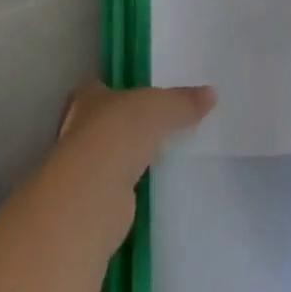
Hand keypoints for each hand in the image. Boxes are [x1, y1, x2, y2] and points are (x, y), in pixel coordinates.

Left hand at [57, 81, 215, 185]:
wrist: (96, 191)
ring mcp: (82, 168)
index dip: (120, 92)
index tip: (140, 99)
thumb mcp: (159, 107)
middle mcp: (78, 129)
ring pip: (107, 157)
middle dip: (124, 128)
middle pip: (103, 123)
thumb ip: (182, 102)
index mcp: (88, 96)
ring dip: (125, 160)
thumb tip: (212, 94)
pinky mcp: (91, 202)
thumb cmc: (120, 131)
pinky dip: (127, 190)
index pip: (102, 88)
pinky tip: (146, 191)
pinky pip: (114, 189)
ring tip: (155, 160)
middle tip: (153, 129)